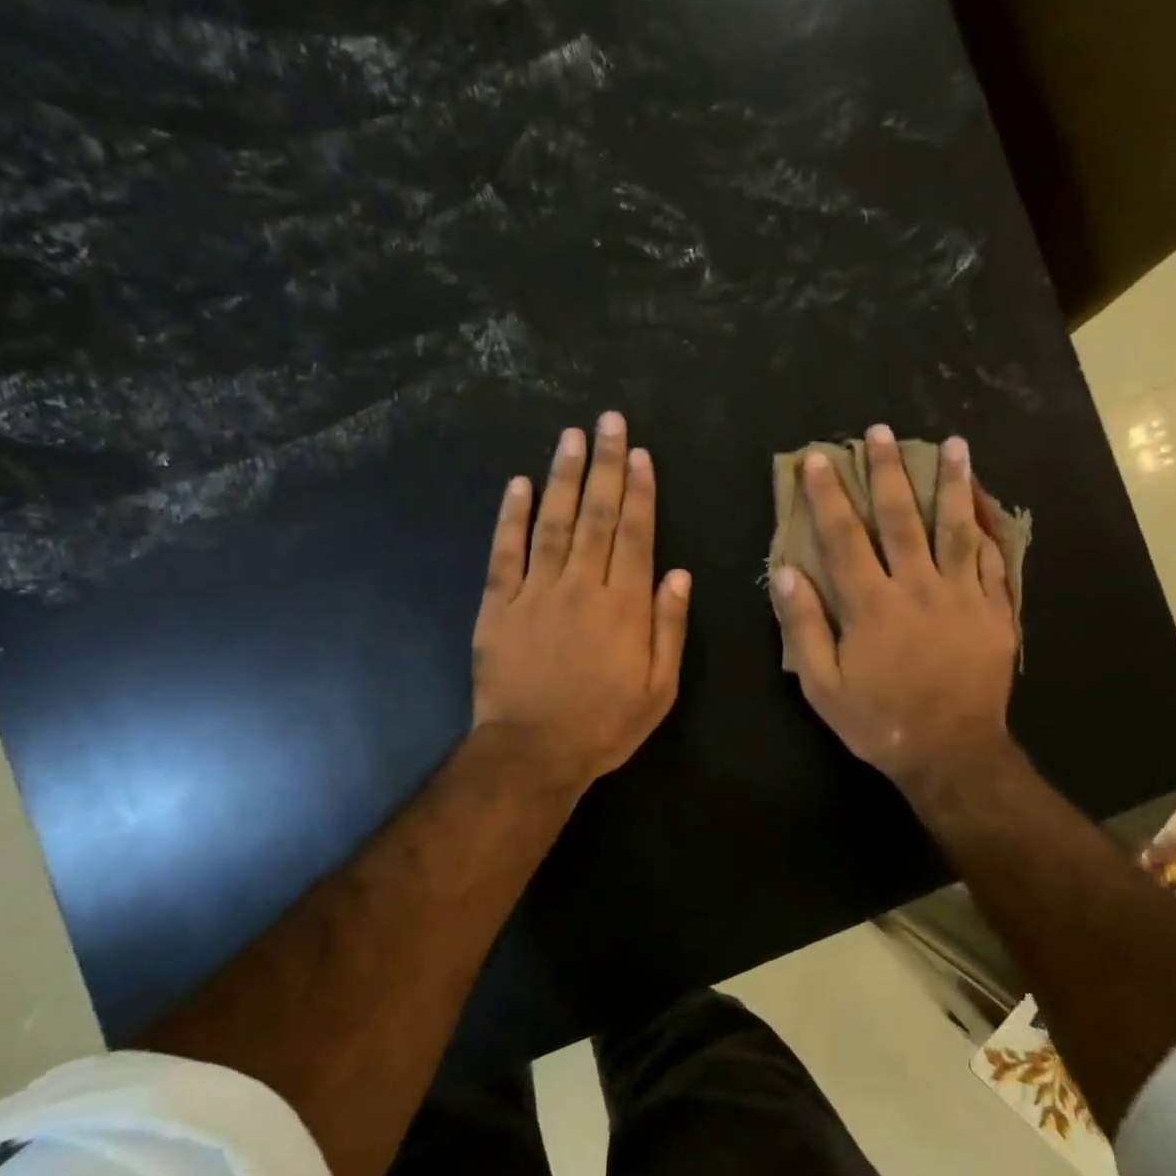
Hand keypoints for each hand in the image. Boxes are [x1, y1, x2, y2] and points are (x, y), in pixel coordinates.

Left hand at [471, 411, 690, 793]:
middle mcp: (581, 587)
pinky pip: (504, 553)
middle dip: (605, 465)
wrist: (533, 753)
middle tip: (608, 422)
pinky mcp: (497, 606)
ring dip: (563, 478)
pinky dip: (511, 517)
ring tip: (570, 437)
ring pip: (553, 523)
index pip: (635, 535)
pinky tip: (519, 484)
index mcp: (624, 606)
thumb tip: (678, 573)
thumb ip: (669, 628)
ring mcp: (535, 593)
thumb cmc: (604, 725)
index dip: (639, 491)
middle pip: (597, 516)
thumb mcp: (658, 689)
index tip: (640, 454)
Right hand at [770, 425, 1017, 794]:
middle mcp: (918, 587)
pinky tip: (986, 505)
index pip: (845, 536)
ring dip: (952, 483)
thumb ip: (804, 625)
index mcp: (871, 604)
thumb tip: (786, 571)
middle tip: (882, 432)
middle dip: (889, 472)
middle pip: (902, 518)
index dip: (828, 495)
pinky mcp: (994, 611)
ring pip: (956, 528)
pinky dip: (989, 530)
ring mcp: (962, 596)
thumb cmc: (879, 720)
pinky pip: (994, 562)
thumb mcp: (822, 685)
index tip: (819, 459)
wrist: (951, 752)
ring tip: (954, 444)